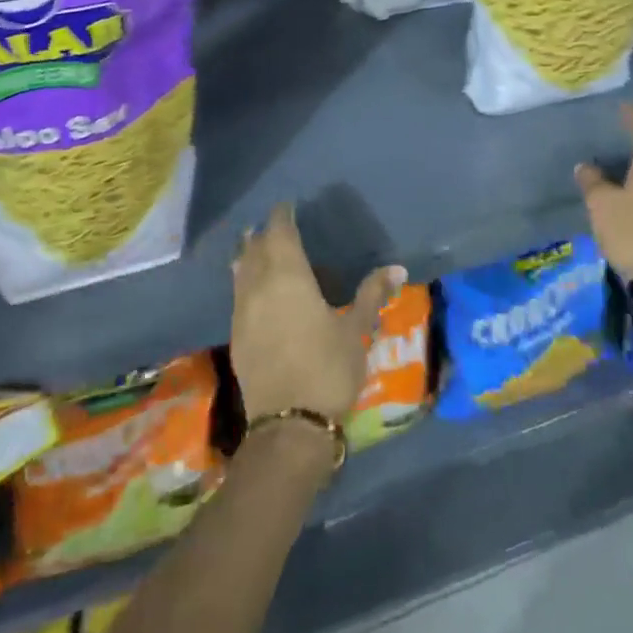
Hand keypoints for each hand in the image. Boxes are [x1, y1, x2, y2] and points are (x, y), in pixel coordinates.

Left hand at [231, 204, 405, 424]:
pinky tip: (253, 288)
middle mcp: (259, 285)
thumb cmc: (327, 369)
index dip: (283, 216)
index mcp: (289, 275)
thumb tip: (397, 268)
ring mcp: (242, 310)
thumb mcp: (355, 331)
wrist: (288, 425)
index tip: (288, 206)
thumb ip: (371, 295)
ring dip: (249, 254)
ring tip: (257, 246)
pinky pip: (237, 294)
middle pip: (256, 247)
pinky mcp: (235, 335)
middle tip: (275, 224)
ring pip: (241, 270)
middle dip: (264, 232)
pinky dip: (244, 281)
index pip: (280, 232)